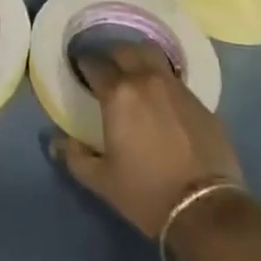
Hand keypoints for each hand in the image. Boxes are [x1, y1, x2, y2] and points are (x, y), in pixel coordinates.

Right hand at [50, 43, 243, 239]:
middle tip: (105, 71)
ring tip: (133, 75)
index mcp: (119, 93)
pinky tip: (161, 99)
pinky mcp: (199, 100)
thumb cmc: (147, 193)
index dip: (84, 65)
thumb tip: (54, 141)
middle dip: (111, 56)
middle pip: (124, 51)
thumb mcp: (103, 181)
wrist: (206, 210)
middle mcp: (146, 78)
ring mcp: (175, 86)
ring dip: (137, 59)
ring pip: (151, 55)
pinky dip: (161, 79)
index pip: (95, 64)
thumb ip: (75, 157)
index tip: (80, 70)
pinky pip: (173, 77)